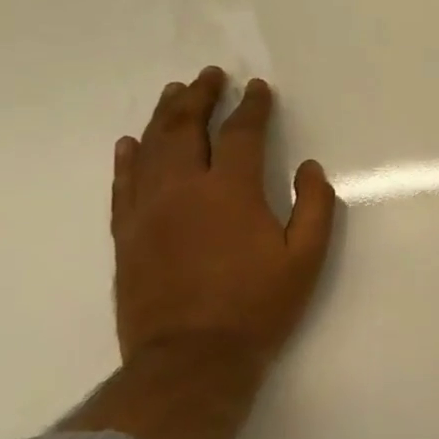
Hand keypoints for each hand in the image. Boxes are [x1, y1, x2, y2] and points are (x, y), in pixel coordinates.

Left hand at [110, 67, 337, 371]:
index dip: (251, 106)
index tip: (257, 88)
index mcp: (230, 191)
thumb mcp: (306, 259)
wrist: (191, 362)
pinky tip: (130, 142)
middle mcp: (183, 190)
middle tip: (210, 76)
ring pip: (151, 149)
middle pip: (186, 129)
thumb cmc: (257, 307)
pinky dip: (128, 159)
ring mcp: (147, 212)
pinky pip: (123, 185)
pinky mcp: (126, 236)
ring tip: (175, 93)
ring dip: (164, 116)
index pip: (240, 133)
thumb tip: (309, 168)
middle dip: (200, 97)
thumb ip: (315, 206)